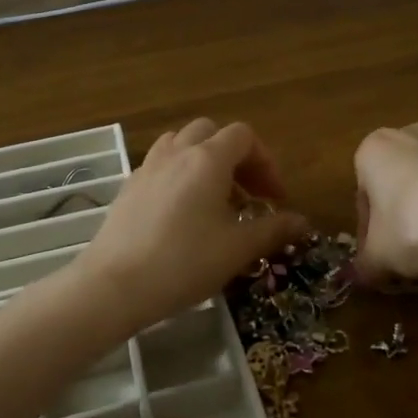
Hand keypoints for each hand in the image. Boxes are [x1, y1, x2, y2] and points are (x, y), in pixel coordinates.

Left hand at [76, 119, 308, 336]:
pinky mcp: (129, 187)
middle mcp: (177, 152)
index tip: (275, 198)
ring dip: (204, 161)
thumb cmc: (184, 263)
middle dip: (236, 157)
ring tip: (215, 198)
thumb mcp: (237, 249)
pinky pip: (161, 165)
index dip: (266, 162)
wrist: (114, 285)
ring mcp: (148, 167)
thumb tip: (303, 222)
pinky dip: (179, 175)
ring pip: (181, 143)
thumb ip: (273, 230)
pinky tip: (183, 213)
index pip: (244, 136)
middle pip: (211, 132)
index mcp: (208, 159)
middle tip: (247, 194)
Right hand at [352, 123, 417, 287]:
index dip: (369, 228)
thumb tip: (359, 276)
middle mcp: (414, 133)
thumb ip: (364, 266)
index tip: (380, 254)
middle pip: (401, 176)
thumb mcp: (380, 259)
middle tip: (413, 249)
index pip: (363, 192)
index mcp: (376, 149)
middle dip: (404, 209)